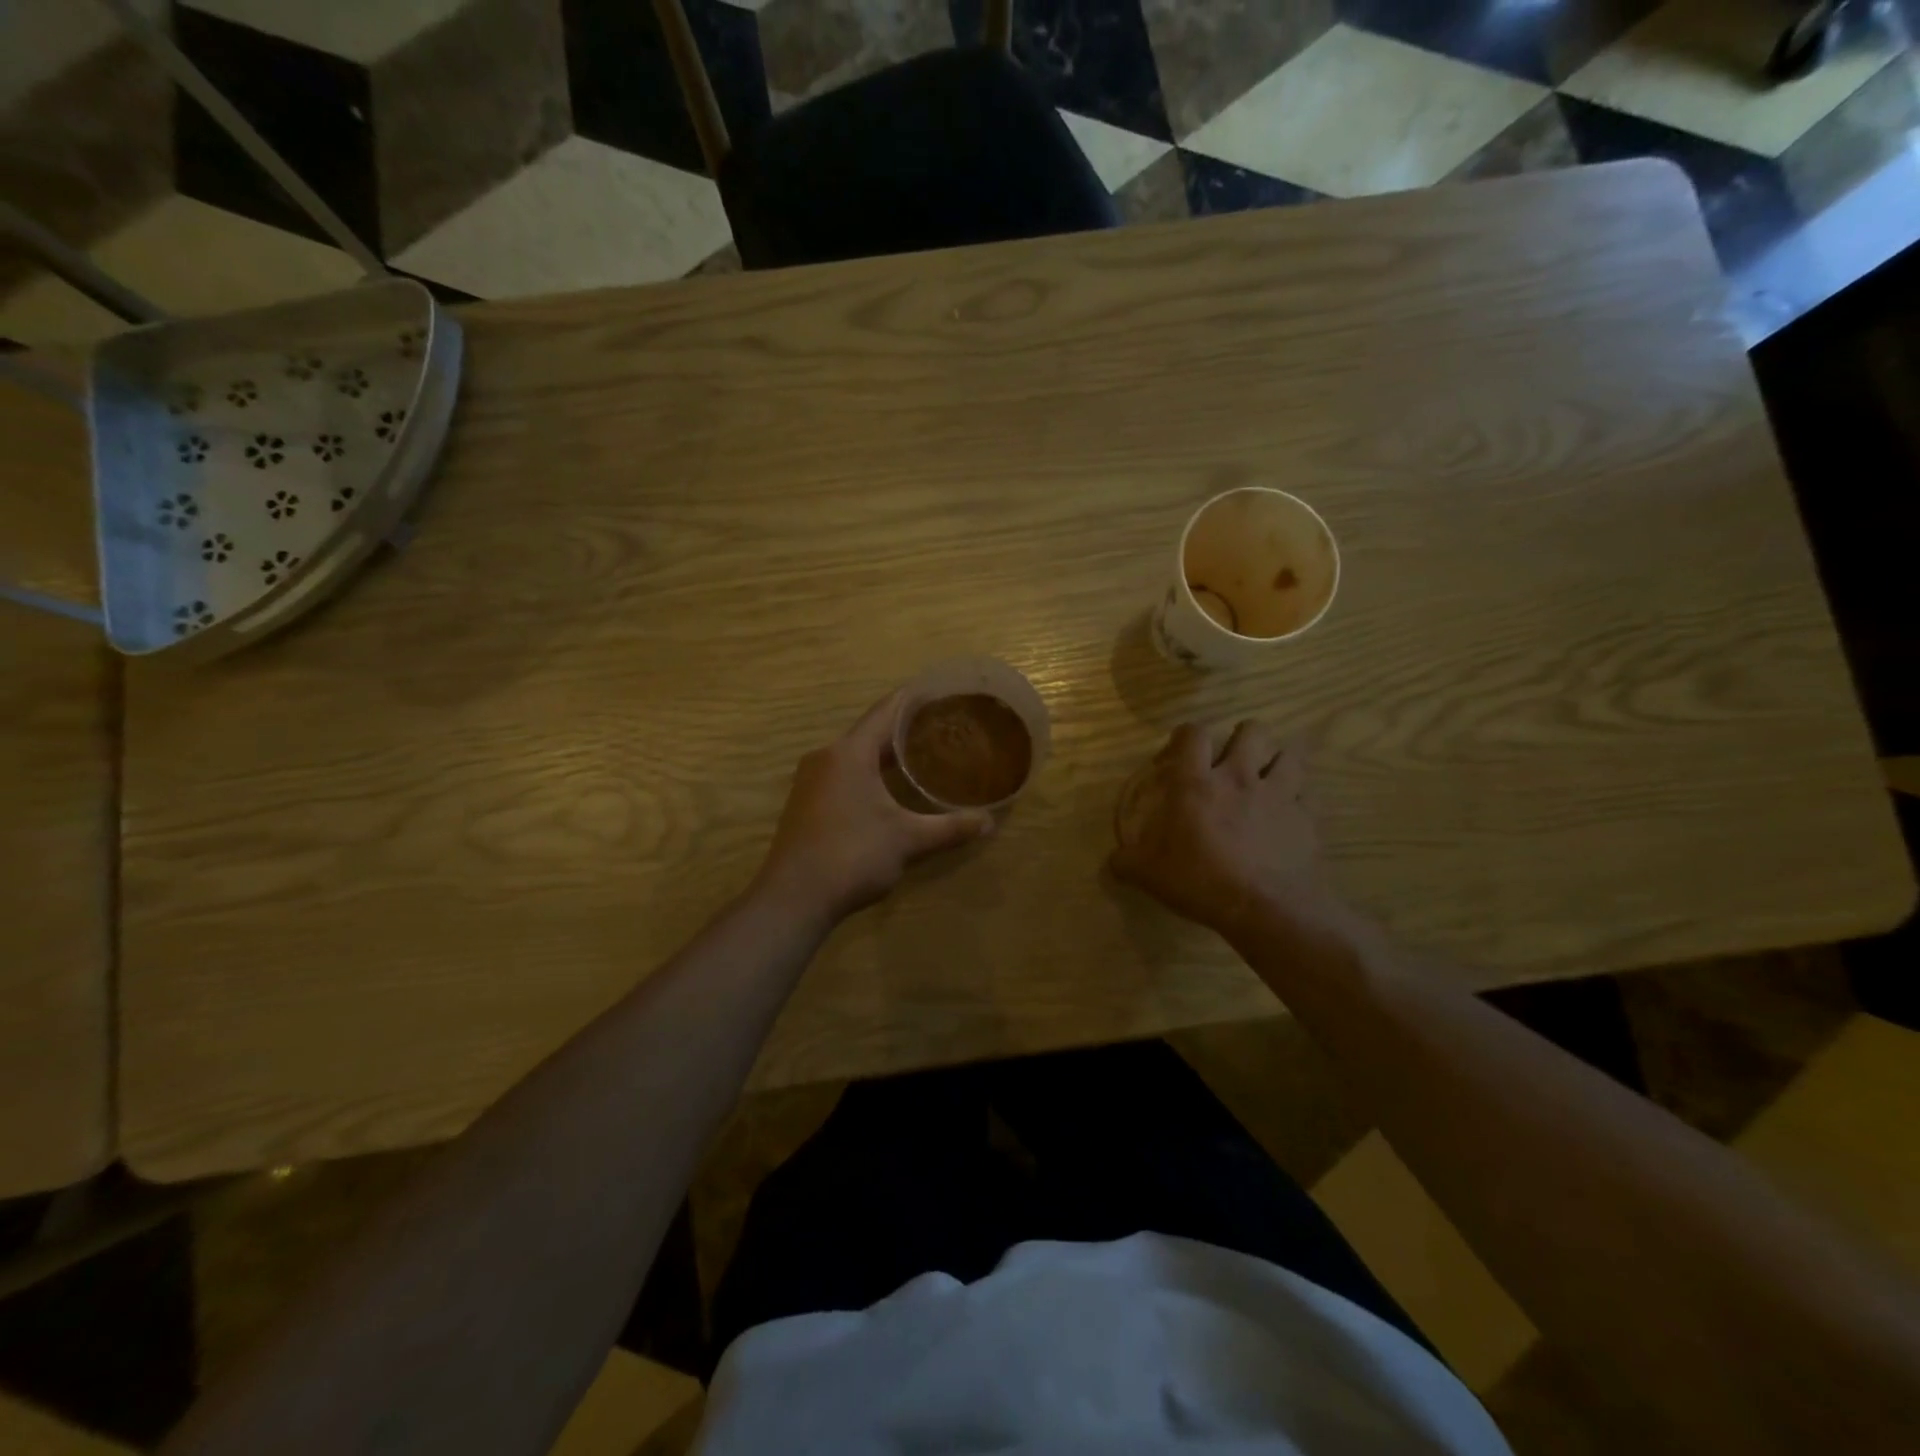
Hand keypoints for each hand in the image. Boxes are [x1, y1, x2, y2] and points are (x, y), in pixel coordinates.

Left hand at [755, 693, 993, 926]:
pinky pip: (843, 775)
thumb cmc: (852, 856)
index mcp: (849, 752)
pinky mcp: (805, 803)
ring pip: (855, 755)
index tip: (940, 690)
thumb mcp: (908, 841)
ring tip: (921, 754)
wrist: (793, 899)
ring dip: (885, 754)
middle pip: (871, 732)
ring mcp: (810, 781)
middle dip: (905, 729)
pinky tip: (889, 789)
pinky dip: (868, 773)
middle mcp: (826, 757)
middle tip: (941, 726)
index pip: (887, 711)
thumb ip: (949, 828)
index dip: (914, 698)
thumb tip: (988, 823)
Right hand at [1110, 721, 1342, 943]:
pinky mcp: (1307, 817)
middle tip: (1232, 760)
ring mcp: (1279, 794)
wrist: (1268, 908)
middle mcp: (1239, 777)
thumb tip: (1112, 861)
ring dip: (1278, 761)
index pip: (1193, 735)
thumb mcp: (1150, 875)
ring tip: (1268, 778)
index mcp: (1197, 783)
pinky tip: (1291, 814)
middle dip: (1243, 738)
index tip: (1181, 751)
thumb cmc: (1201, 882)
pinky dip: (1301, 799)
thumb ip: (1127, 863)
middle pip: (1251, 731)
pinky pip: (1309, 795)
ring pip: (1289, 754)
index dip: (1186, 735)